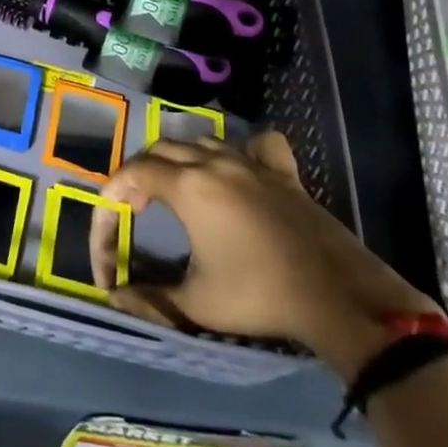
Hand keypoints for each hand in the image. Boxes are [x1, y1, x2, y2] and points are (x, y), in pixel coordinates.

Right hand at [91, 132, 439, 378]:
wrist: (338, 296)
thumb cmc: (259, 296)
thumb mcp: (197, 304)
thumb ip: (151, 298)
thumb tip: (116, 297)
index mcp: (187, 187)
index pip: (130, 175)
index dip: (111, 197)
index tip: (109, 226)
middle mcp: (213, 163)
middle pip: (159, 150)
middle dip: (138, 174)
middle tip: (134, 208)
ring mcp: (250, 163)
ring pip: (200, 142)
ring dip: (178, 159)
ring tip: (173, 188)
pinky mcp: (282, 173)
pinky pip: (255, 145)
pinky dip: (240, 149)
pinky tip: (239, 166)